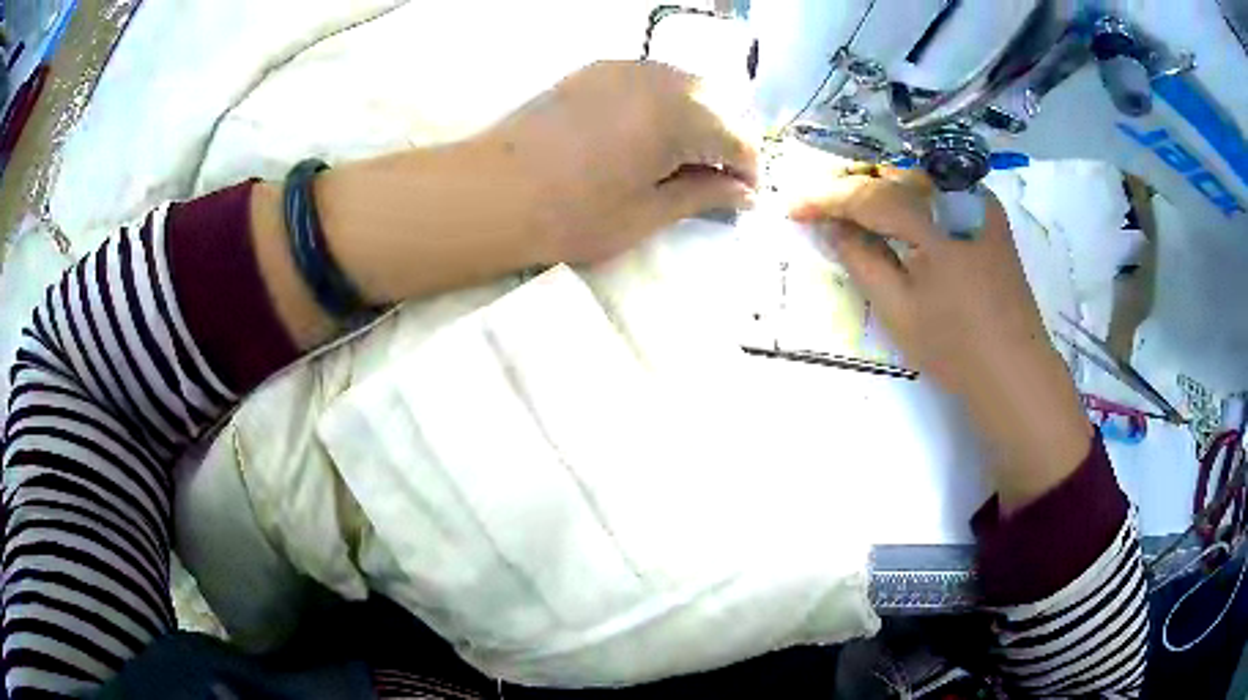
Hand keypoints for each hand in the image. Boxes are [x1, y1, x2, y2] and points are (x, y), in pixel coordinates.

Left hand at [487, 59, 757, 262]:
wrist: (493, 192)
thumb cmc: (573, 214)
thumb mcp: (648, 213)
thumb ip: (704, 196)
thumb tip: (743, 193)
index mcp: (681, 117)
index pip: (738, 139)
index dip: (749, 172)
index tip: (744, 200)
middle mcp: (661, 80)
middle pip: (719, 104)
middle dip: (727, 141)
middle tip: (715, 180)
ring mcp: (626, 69)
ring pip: (686, 85)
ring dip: (698, 119)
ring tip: (684, 158)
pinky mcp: (597, 70)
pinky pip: (651, 79)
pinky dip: (665, 103)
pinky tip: (649, 132)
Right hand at [791, 172, 1091, 509]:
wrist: (1015, 370)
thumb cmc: (955, 348)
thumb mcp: (897, 310)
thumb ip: (861, 258)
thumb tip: (832, 226)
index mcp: (936, 221)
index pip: (869, 194)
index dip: (826, 198)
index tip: (793, 208)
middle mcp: (960, 196)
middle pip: (893, 175)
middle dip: (852, 186)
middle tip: (819, 207)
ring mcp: (980, 202)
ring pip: (916, 178)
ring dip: (880, 188)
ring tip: (851, 211)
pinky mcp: (989, 215)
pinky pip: (941, 191)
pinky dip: (912, 197)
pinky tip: (897, 215)